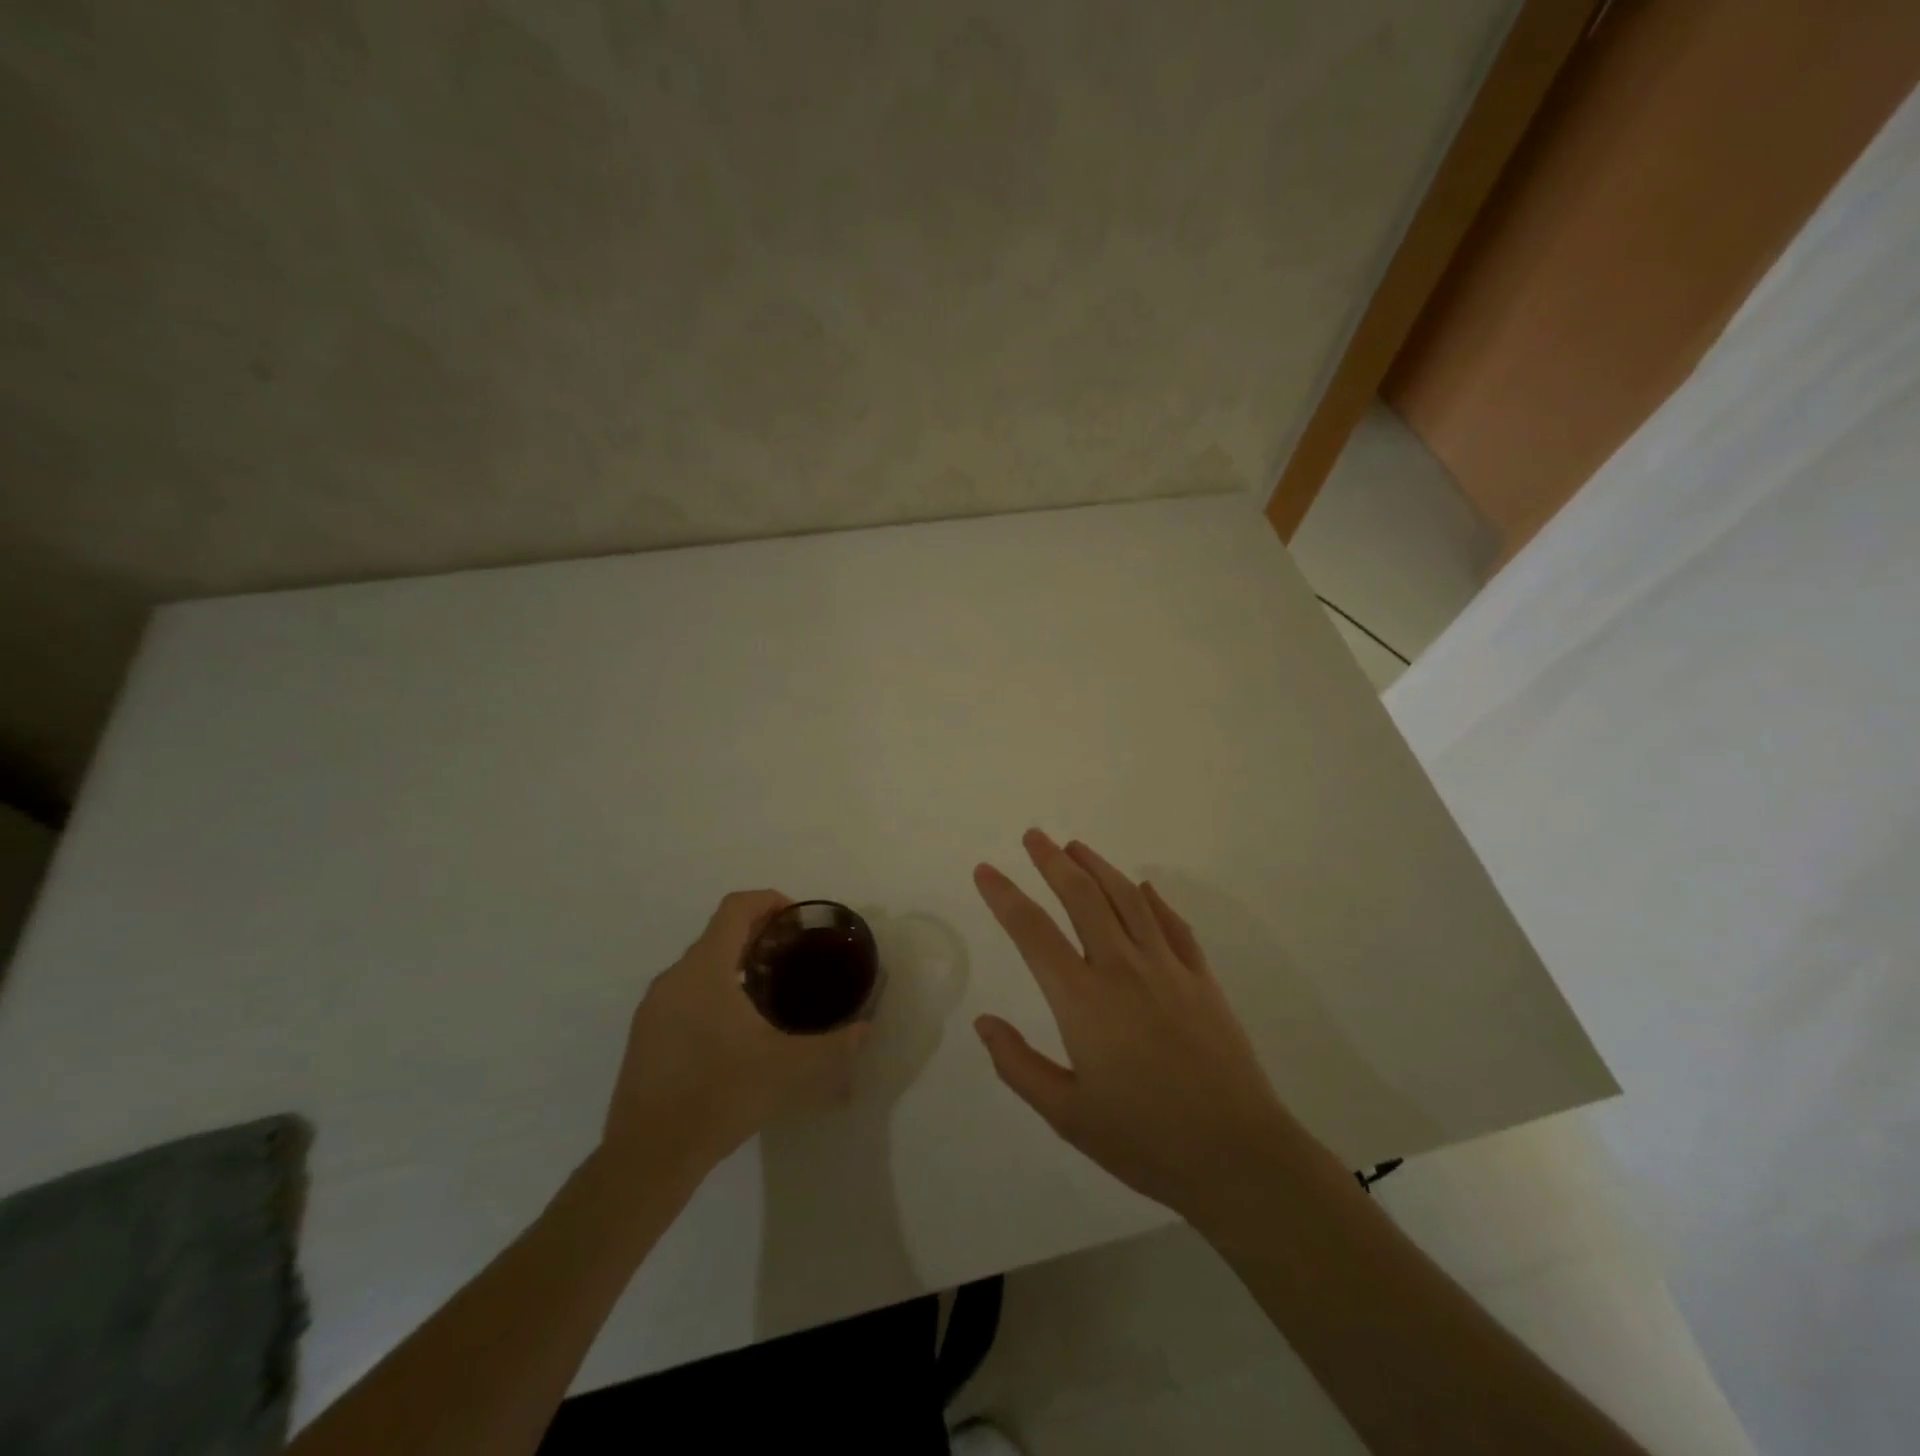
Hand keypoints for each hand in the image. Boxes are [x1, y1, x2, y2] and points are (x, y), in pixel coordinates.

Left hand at [600, 890, 868, 1185]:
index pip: (735, 908)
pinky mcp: (644, 1035)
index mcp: (705, 970)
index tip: (797, 922)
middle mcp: (674, 978)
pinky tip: (735, 1032)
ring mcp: (653, 1008)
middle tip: (794, 957)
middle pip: (718, 934)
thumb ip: (834, 1046)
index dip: (769, 901)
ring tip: (770, 994)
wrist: (648, 1158)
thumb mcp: (790, 1069)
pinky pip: (684, 993)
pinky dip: (714, 991)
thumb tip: (864, 1029)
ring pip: (699, 966)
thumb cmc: (721, 1096)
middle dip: (758, 935)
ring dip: (735, 964)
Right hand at [972, 830, 1301, 1225]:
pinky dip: (1154, 900)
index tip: (985, 870)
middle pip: (1082, 897)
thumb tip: (984, 1021)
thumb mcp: (1067, 1115)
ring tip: (1077, 847)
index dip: (1004, 896)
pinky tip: (1143, 888)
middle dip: (1053, 861)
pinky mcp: (1202, 979)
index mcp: (1083, 1000)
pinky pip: (1173, 925)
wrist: (1238, 1156)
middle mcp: (1123, 968)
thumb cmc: (1144, 1140)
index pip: (1033, 931)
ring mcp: (1168, 968)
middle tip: (1034, 835)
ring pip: (1128, 899)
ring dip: (1099, 867)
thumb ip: (1019, 1065)